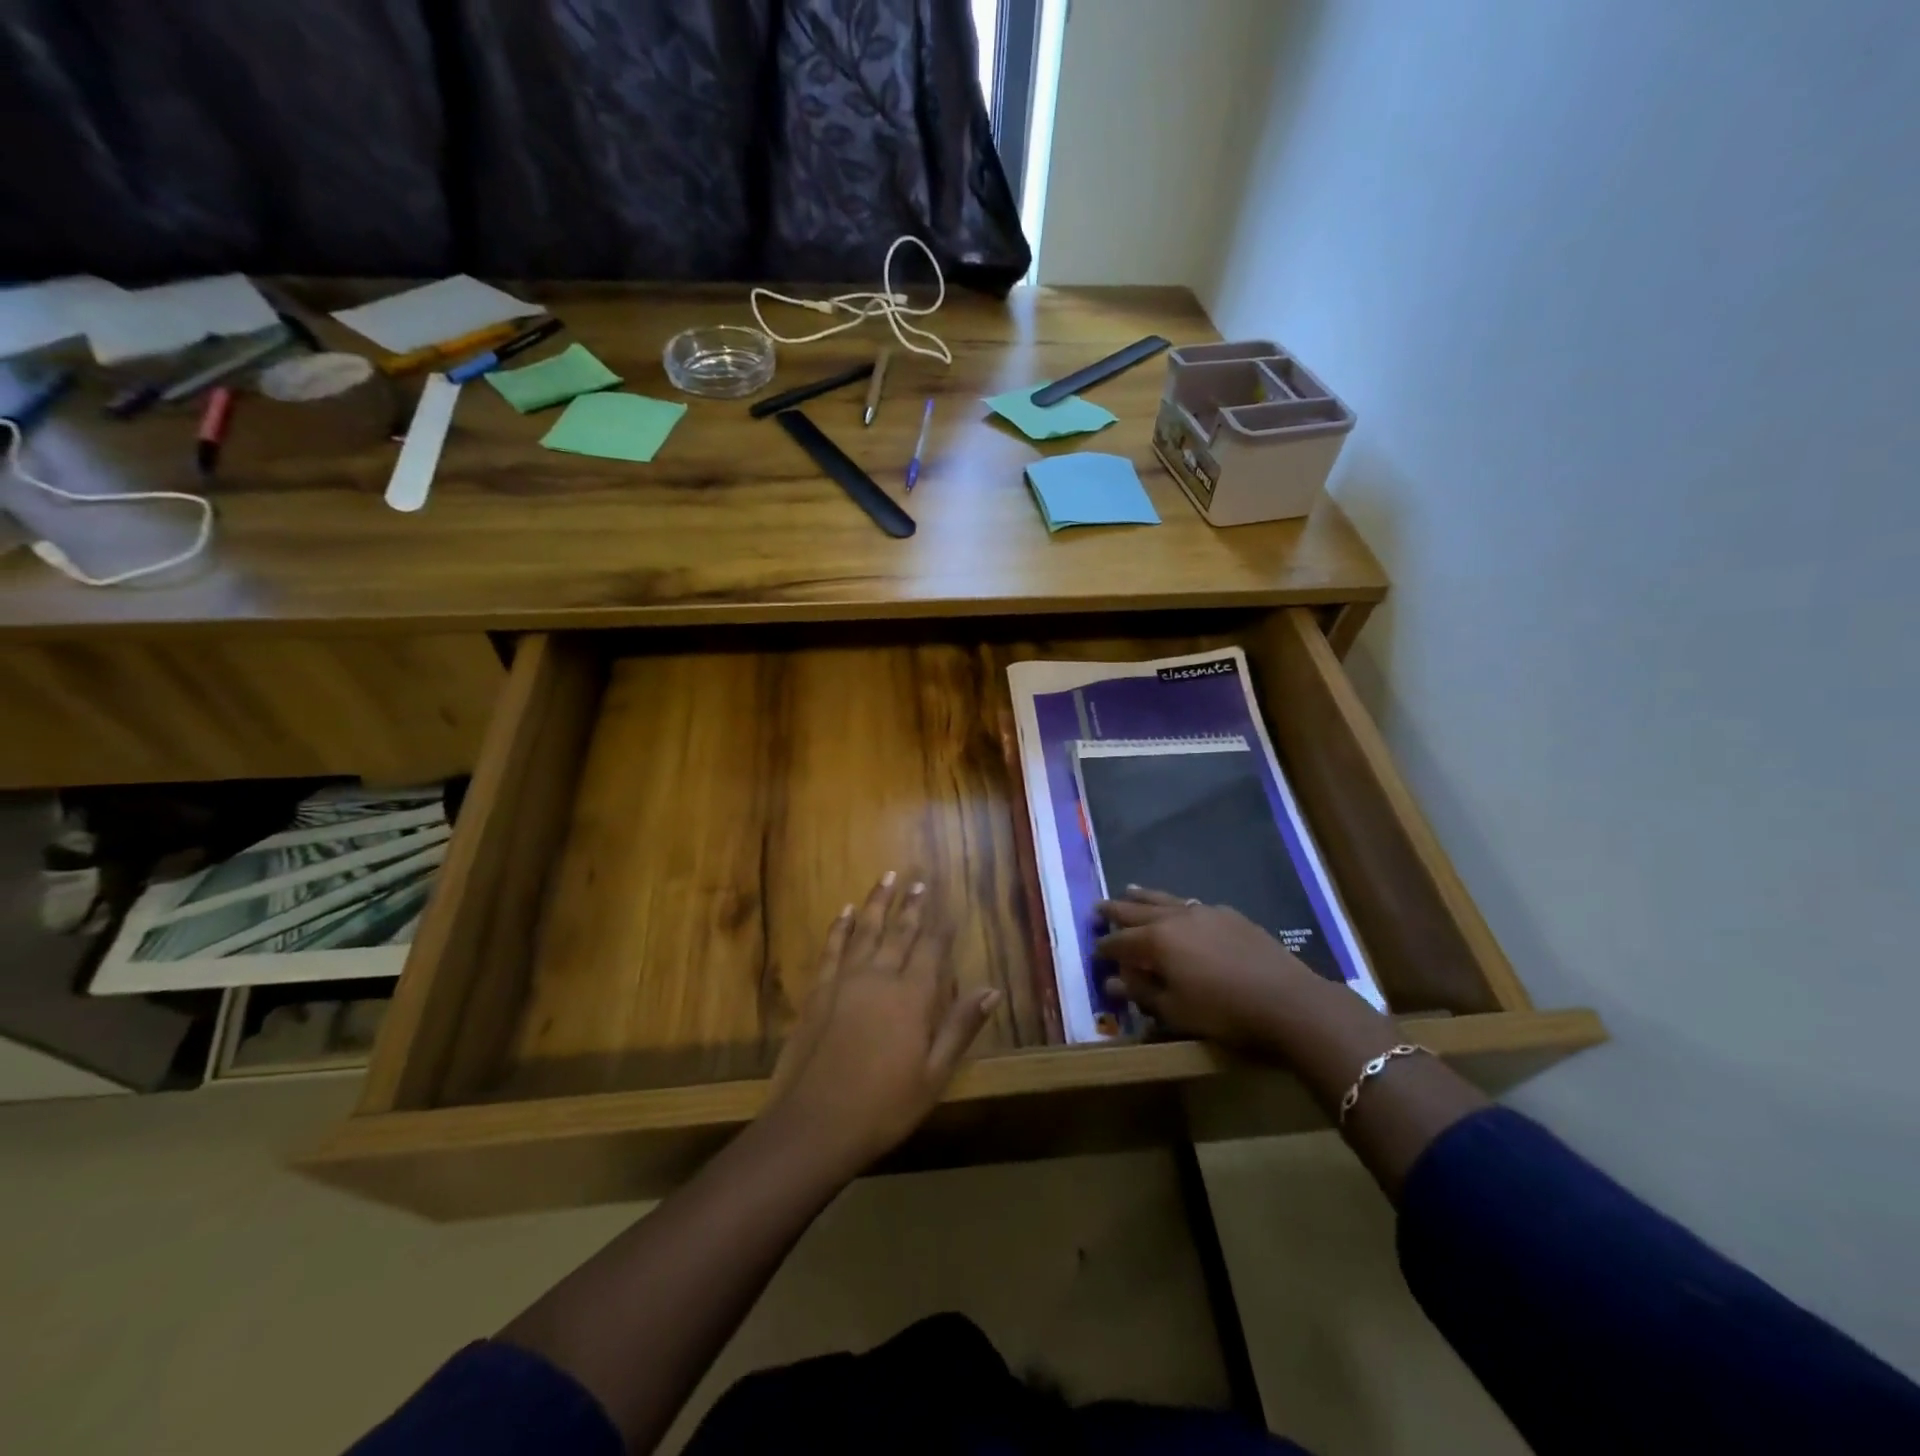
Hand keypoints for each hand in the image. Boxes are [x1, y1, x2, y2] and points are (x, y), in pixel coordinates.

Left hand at [768, 872, 999, 1171]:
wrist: (815, 1125)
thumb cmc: (884, 1106)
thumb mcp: (934, 1074)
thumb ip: (959, 1027)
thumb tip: (991, 990)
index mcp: (912, 997)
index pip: (932, 949)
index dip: (942, 926)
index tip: (949, 904)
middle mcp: (880, 977)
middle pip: (899, 932)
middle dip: (912, 906)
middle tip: (919, 882)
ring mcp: (845, 981)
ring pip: (865, 930)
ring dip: (877, 902)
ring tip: (887, 877)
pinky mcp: (818, 991)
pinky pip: (831, 948)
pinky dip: (839, 927)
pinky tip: (844, 912)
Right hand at [1094, 886, 1384, 1056]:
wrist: (1288, 1000)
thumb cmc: (1223, 1012)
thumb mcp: (1175, 1011)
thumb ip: (1142, 992)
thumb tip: (1113, 982)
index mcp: (1156, 941)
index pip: (1120, 942)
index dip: (1104, 947)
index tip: (1094, 950)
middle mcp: (1175, 918)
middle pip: (1137, 910)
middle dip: (1115, 911)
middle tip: (1097, 907)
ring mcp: (1204, 912)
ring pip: (1164, 899)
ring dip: (1143, 897)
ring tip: (1128, 890)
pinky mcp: (1230, 915)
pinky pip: (1191, 904)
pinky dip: (1175, 904)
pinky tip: (1179, 908)